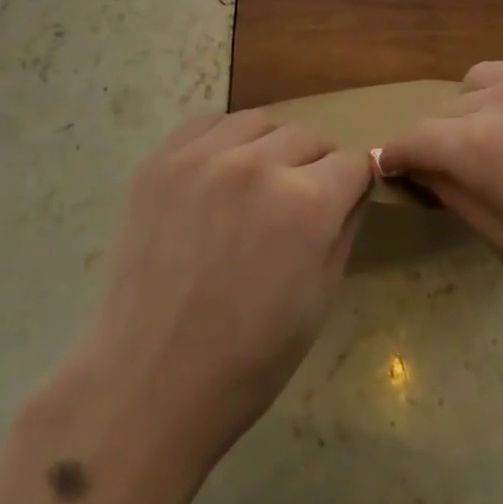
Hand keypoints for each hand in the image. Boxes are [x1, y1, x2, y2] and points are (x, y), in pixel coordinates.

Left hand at [56, 110, 371, 482]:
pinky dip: (224, 140)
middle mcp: (258, 164)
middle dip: (316, 164)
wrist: (149, 381)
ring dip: (270, 146)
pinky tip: (218, 175)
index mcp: (306, 203)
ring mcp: (204, 156)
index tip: (345, 199)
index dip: (353, 183)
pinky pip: (208, 124)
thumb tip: (353, 190)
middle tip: (300, 200)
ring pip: (258, 122)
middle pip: (308, 136)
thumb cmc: (248, 358)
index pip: (351, 163)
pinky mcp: (161, 159)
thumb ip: (344, 229)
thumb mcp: (320, 299)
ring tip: (257, 184)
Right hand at [377, 50, 502, 344]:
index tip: (396, 175)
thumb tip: (429, 175)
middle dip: (445, 139)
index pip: (413, 138)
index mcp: (481, 142)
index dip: (398, 158)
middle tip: (468, 175)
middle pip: (449, 105)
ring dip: (484, 108)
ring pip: (490, 77)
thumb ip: (464, 202)